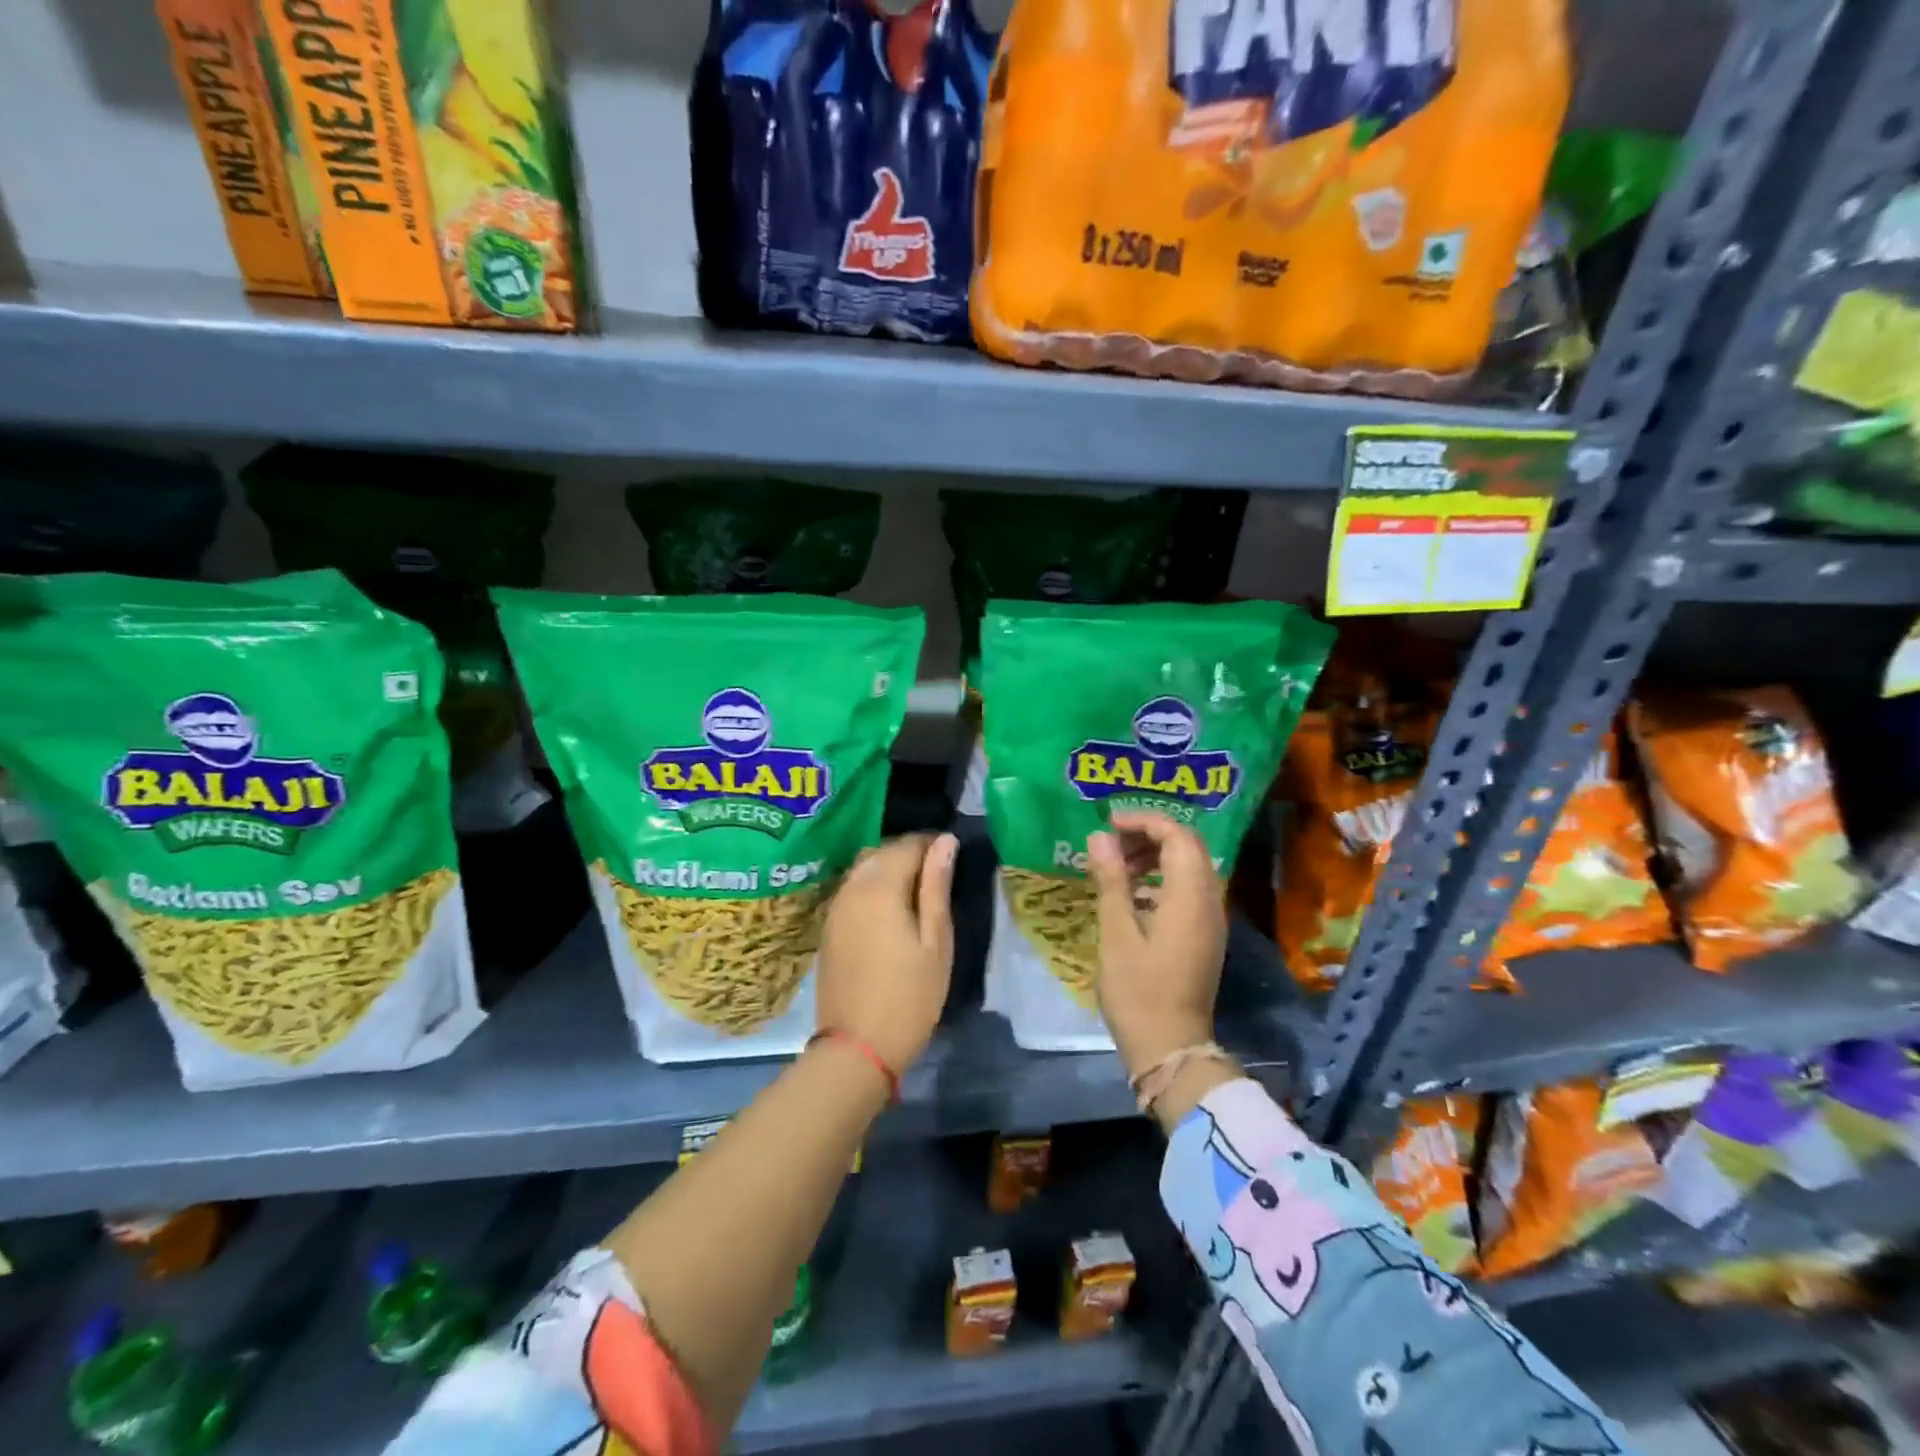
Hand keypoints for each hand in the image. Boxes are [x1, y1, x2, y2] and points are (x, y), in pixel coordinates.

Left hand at [817, 833, 958, 1076]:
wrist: (857, 1047)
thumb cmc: (909, 995)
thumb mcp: (936, 940)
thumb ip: (937, 886)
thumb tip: (945, 841)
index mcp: (880, 886)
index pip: (908, 844)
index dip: (932, 844)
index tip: (952, 857)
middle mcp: (851, 887)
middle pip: (882, 852)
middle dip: (910, 854)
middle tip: (939, 875)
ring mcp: (835, 907)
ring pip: (864, 869)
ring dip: (890, 869)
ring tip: (918, 892)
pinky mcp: (829, 927)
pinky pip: (852, 890)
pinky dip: (873, 887)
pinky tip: (890, 909)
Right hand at [1086, 811, 1227, 1083]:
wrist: (1170, 1049)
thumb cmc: (1138, 992)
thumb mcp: (1116, 933)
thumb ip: (1112, 880)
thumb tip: (1100, 836)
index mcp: (1190, 897)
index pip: (1178, 836)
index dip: (1145, 821)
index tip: (1110, 823)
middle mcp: (1209, 902)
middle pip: (1189, 847)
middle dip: (1150, 834)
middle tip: (1111, 841)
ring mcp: (1210, 920)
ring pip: (1191, 867)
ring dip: (1156, 856)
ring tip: (1117, 864)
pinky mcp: (1204, 935)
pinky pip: (1189, 889)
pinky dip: (1162, 878)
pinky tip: (1132, 893)